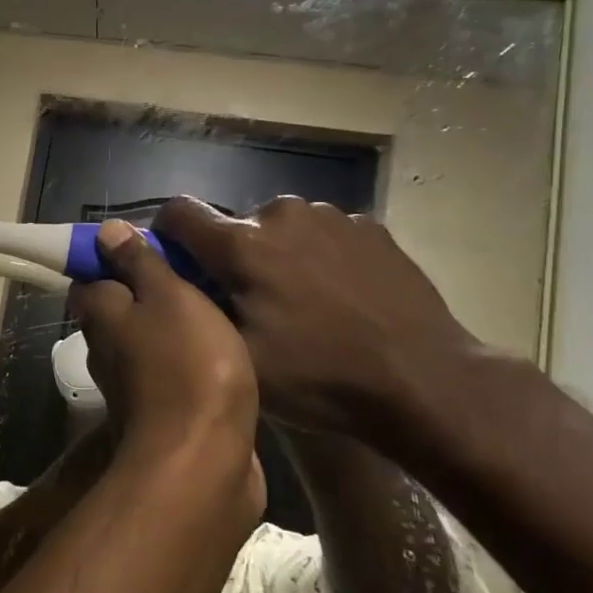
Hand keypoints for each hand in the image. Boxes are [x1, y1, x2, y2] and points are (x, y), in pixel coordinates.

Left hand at [68, 221, 257, 461]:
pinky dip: (189, 358)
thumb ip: (139, 263)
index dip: (116, 257)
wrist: (204, 458)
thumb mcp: (168, 296)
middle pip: (120, 308)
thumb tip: (104, 232)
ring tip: (216, 304)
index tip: (155, 249)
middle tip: (196, 273)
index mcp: (99, 313)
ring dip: (172, 325)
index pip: (91, 275)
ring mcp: (131, 383)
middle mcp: (105, 347)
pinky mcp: (161, 412)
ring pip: (147, 340)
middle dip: (150, 290)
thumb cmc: (187, 363)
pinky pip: (171, 371)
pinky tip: (222, 349)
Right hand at [153, 195, 480, 437]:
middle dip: (231, 256)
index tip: (176, 262)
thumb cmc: (320, 376)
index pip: (179, 212)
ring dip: (275, 254)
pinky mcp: (369, 227)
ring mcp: (331, 216)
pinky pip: (321, 233)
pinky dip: (316, 256)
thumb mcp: (238, 356)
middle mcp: (281, 214)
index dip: (166, 233)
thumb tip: (170, 275)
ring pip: (279, 228)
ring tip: (300, 301)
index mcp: (242, 244)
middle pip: (233, 225)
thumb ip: (195, 307)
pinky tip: (338, 296)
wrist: (425, 380)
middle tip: (250, 303)